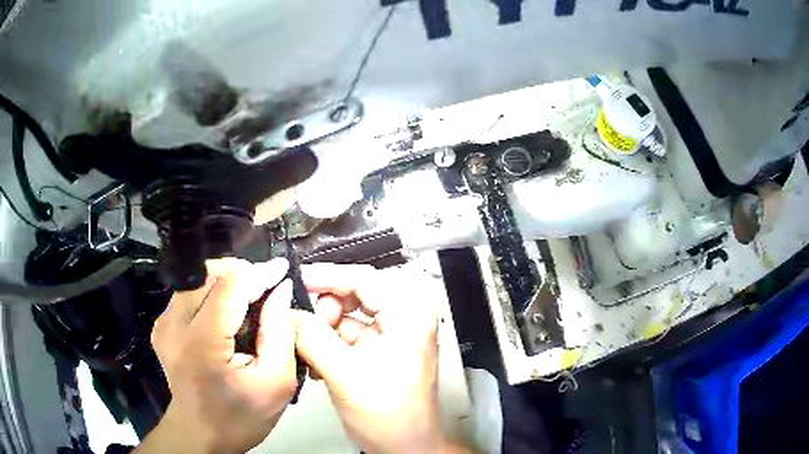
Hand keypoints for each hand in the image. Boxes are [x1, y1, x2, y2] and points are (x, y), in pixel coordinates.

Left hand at [136, 258, 296, 453]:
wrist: (200, 434)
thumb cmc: (241, 416)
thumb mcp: (275, 383)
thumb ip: (280, 333)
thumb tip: (280, 290)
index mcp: (201, 341)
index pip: (230, 285)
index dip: (259, 272)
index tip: (282, 269)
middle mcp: (174, 324)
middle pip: (209, 274)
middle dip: (243, 274)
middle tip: (268, 289)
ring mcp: (164, 323)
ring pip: (198, 279)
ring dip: (227, 283)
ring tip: (251, 302)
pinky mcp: (162, 325)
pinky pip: (190, 293)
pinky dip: (213, 294)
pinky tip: (229, 315)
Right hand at [294, 264, 466, 453]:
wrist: (404, 447)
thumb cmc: (388, 415)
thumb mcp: (345, 374)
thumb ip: (311, 338)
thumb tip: (285, 312)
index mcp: (409, 313)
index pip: (363, 279)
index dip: (325, 276)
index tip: (294, 279)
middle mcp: (404, 316)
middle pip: (353, 293)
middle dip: (322, 310)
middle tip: (300, 326)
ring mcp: (391, 332)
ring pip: (345, 314)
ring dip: (321, 329)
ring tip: (306, 350)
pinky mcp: (379, 348)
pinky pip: (345, 333)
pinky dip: (326, 342)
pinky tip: (314, 360)